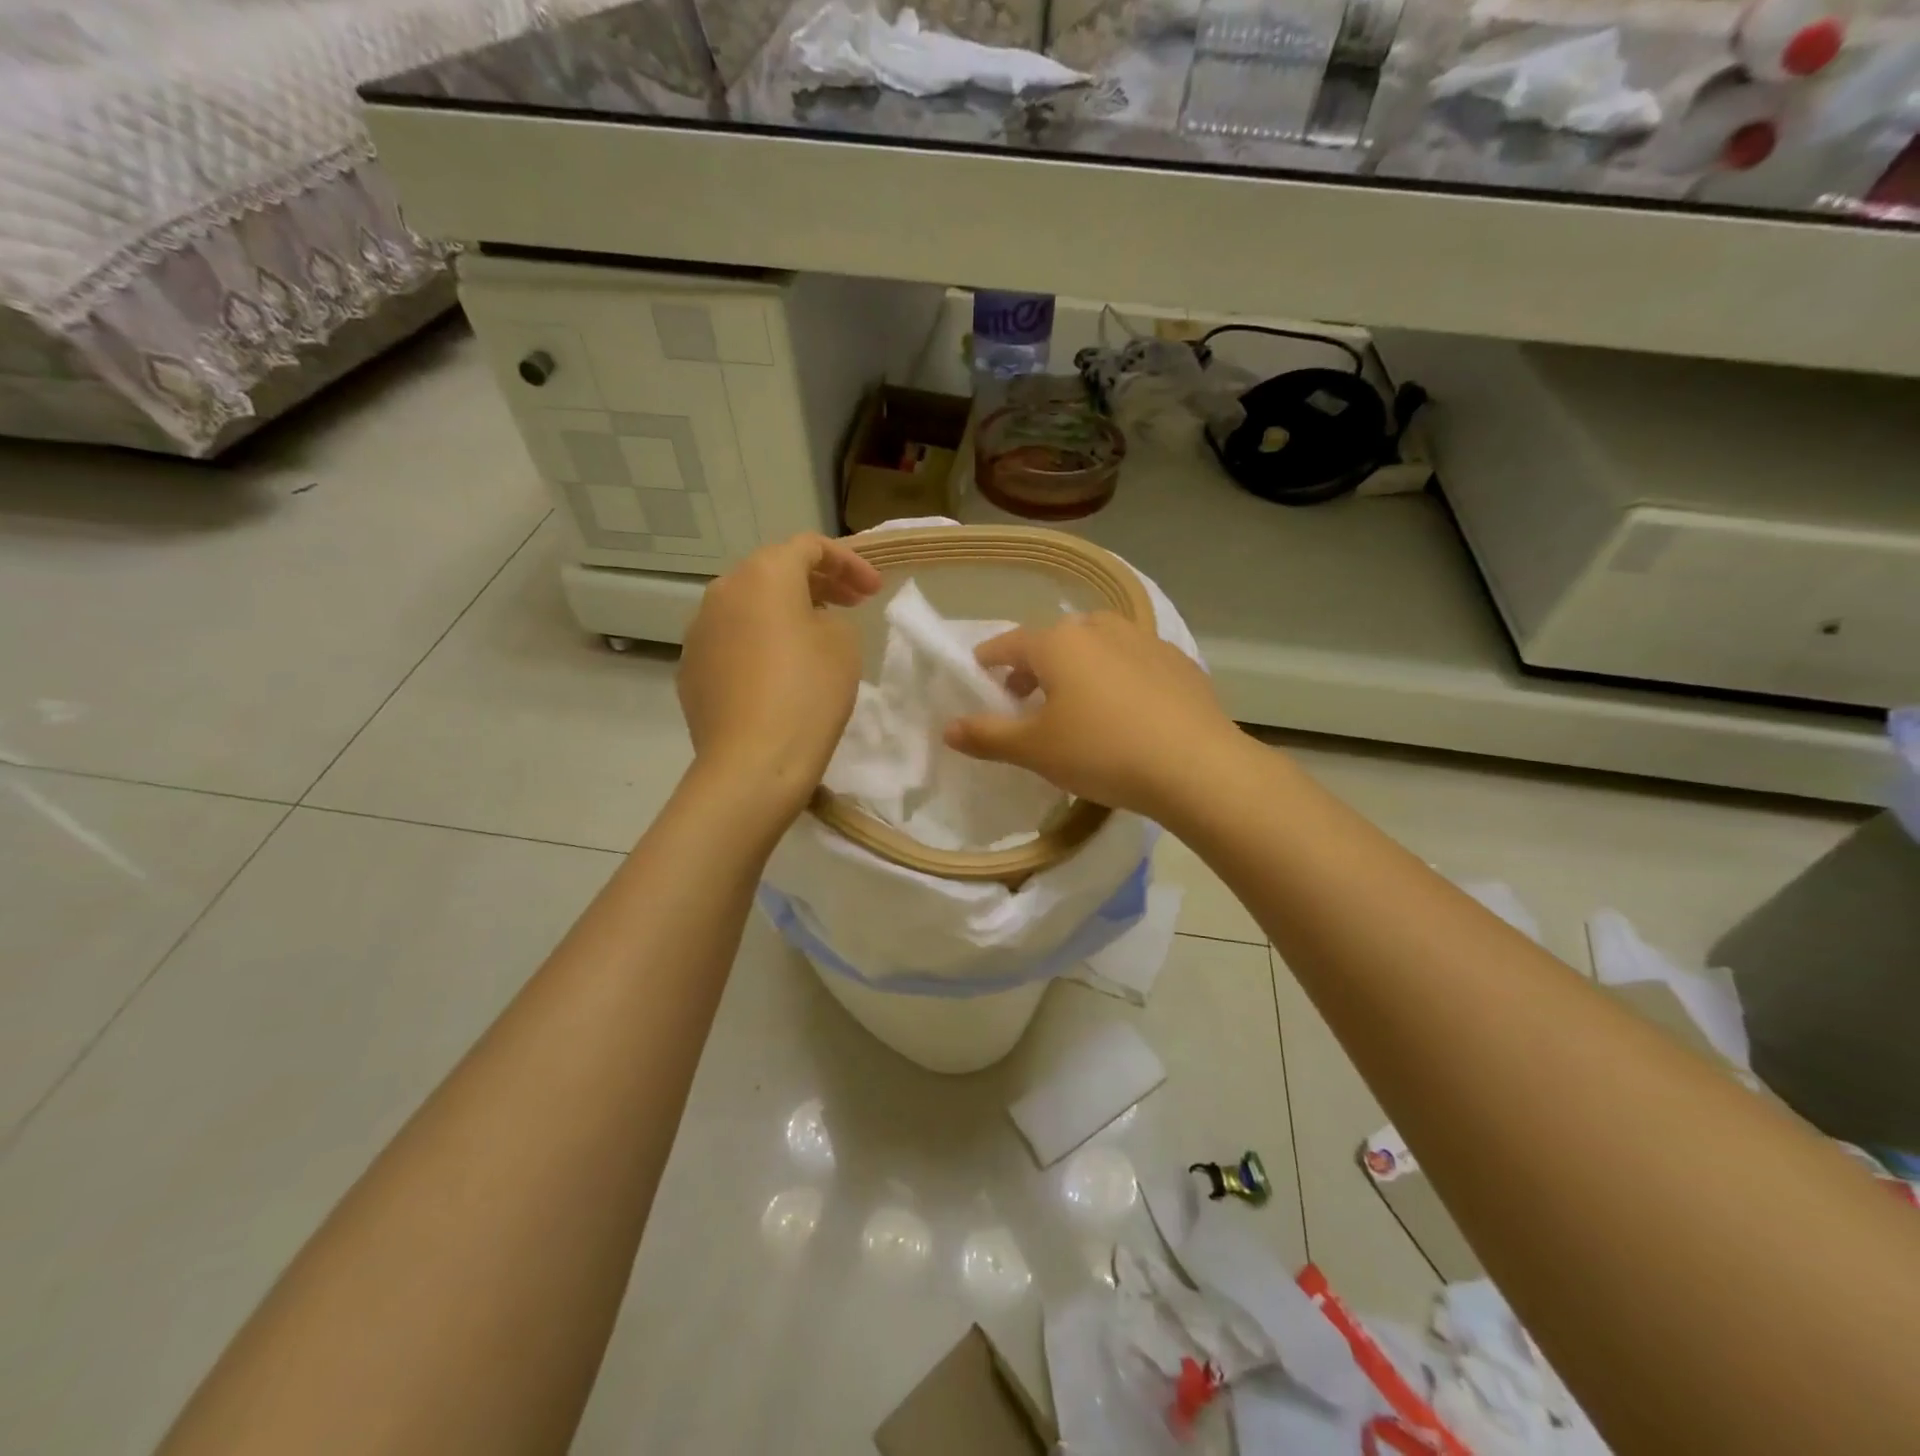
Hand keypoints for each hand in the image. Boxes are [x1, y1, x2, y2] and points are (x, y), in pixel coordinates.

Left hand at [677, 534, 880, 811]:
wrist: (753, 763)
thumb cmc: (808, 693)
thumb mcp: (843, 643)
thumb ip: (832, 616)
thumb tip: (808, 623)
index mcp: (762, 575)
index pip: (809, 547)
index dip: (849, 562)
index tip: (874, 591)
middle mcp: (722, 592)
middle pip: (773, 572)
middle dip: (817, 583)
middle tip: (851, 604)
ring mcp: (699, 632)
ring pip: (748, 607)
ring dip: (784, 612)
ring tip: (815, 637)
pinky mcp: (691, 670)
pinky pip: (732, 642)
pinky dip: (759, 644)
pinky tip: (778, 674)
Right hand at [943, 612, 1243, 818]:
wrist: (1196, 766)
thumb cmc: (1102, 752)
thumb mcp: (1035, 750)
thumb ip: (987, 736)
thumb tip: (947, 729)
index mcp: (1060, 642)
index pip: (1010, 644)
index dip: (989, 660)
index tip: (979, 675)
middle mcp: (1101, 628)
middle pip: (1055, 641)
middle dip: (1034, 666)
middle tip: (1025, 699)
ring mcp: (1145, 640)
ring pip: (1097, 646)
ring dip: (1077, 668)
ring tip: (1076, 704)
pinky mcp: (1178, 662)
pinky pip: (1133, 662)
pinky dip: (1117, 677)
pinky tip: (1125, 712)